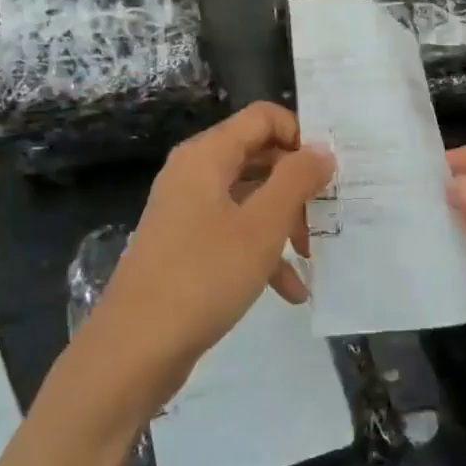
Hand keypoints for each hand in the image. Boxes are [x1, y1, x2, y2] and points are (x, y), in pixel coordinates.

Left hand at [82, 103, 334, 417]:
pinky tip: (290, 290)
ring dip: (285, 223)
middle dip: (297, 185)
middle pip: (259, 157)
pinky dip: (262, 253)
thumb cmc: (204, 276)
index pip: (263, 118)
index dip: (300, 136)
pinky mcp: (186, 247)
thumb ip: (297, 180)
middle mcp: (194, 174)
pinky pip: (233, 234)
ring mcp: (187, 212)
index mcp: (207, 156)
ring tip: (312, 256)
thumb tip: (322, 150)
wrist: (136, 348)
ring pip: (250, 199)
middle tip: (328, 214)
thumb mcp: (262, 225)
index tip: (329, 172)